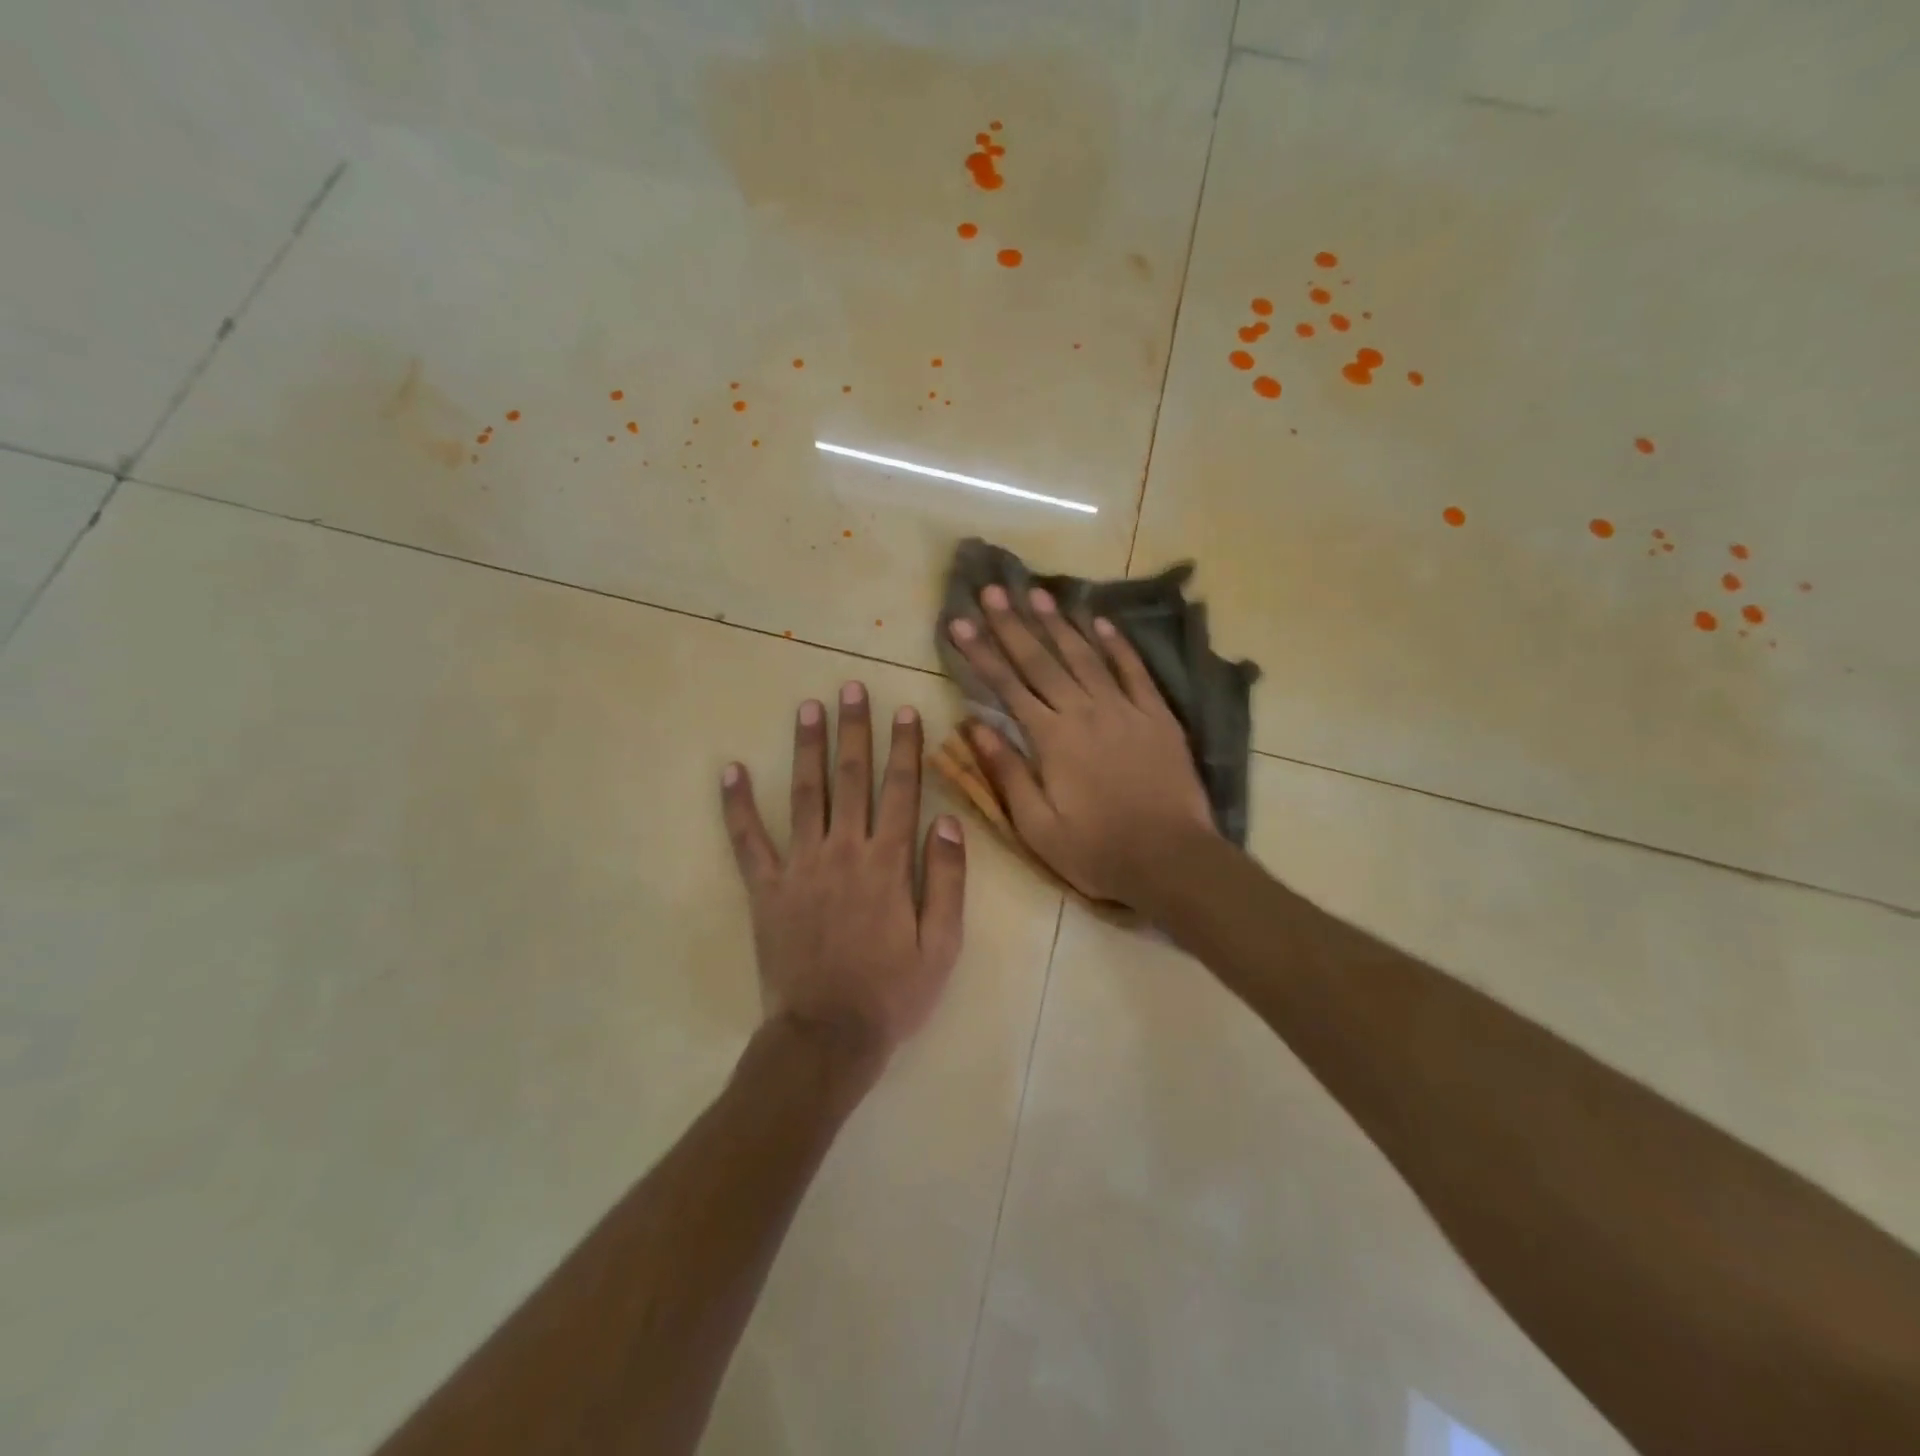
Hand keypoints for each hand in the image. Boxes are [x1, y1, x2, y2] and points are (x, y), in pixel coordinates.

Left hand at [721, 684, 965, 1073]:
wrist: (828, 1037)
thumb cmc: (893, 993)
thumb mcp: (942, 944)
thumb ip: (948, 880)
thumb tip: (948, 822)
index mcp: (888, 863)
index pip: (901, 791)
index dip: (906, 748)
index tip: (906, 710)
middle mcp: (843, 851)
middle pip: (852, 779)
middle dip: (855, 730)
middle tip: (851, 687)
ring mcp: (800, 866)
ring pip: (805, 794)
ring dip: (808, 748)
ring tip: (808, 706)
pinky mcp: (766, 888)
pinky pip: (748, 840)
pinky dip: (737, 805)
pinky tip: (730, 770)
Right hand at [947, 586, 1215, 904]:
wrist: (1170, 859)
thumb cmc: (1096, 850)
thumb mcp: (1036, 826)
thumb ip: (1007, 772)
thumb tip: (975, 727)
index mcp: (1051, 738)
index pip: (1007, 686)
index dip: (981, 652)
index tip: (960, 622)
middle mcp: (1084, 711)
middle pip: (1041, 660)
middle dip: (1013, 623)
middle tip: (993, 589)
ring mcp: (1124, 709)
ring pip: (1085, 656)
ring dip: (1059, 623)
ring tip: (1037, 593)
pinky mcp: (1157, 715)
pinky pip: (1134, 670)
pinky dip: (1116, 644)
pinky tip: (1100, 621)